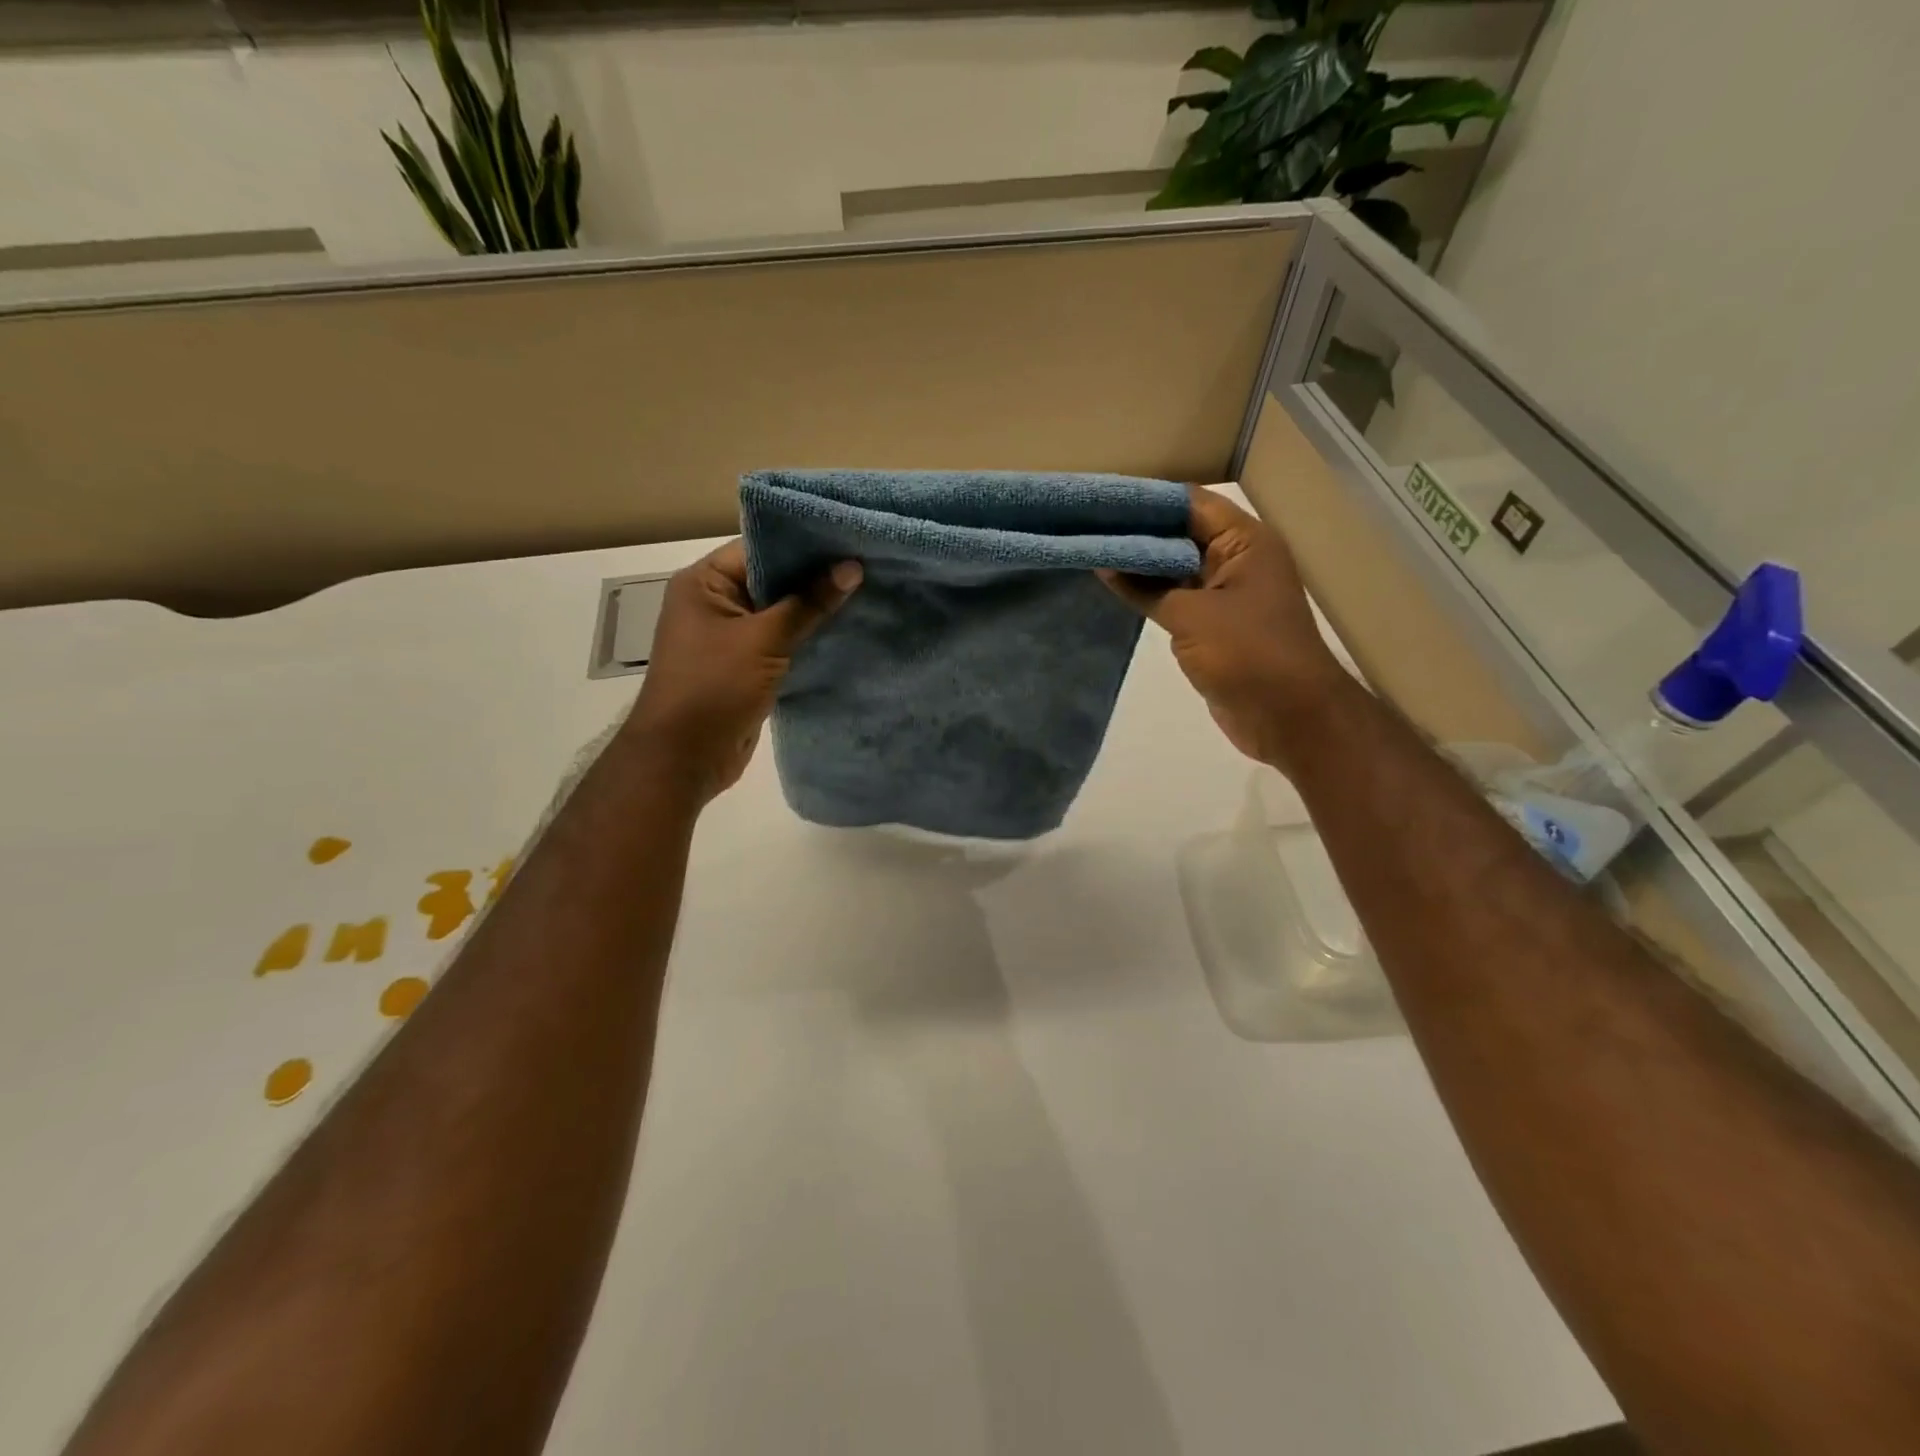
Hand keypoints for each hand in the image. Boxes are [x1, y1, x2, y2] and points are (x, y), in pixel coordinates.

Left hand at [624, 541, 860, 803]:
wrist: (684, 758)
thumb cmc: (714, 687)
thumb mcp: (764, 640)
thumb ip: (809, 603)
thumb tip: (852, 567)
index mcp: (704, 582)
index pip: (760, 548)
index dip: (804, 544)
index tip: (849, 539)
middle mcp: (714, 603)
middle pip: (771, 579)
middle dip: (815, 577)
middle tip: (867, 565)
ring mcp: (729, 637)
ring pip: (779, 613)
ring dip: (814, 610)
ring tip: (867, 593)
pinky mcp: (745, 666)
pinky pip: (780, 642)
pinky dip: (807, 639)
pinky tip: (846, 632)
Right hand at [1100, 486, 1344, 767]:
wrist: (1290, 718)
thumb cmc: (1247, 654)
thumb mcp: (1190, 616)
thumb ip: (1145, 588)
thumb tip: (1104, 565)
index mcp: (1245, 542)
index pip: (1189, 503)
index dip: (1146, 501)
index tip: (1101, 503)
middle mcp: (1238, 560)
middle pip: (1182, 533)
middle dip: (1138, 532)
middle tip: (1088, 527)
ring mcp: (1227, 594)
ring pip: (1177, 568)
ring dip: (1141, 564)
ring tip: (1092, 552)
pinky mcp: (1216, 625)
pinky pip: (1179, 599)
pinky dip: (1151, 594)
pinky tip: (1115, 588)